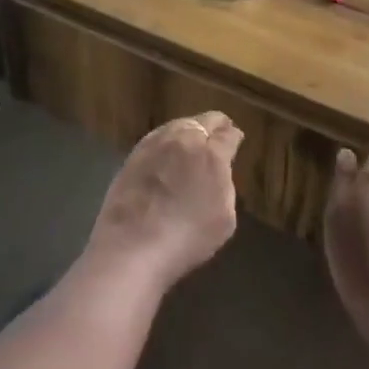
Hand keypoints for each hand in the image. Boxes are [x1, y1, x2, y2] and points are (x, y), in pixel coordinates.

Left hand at [86, 112, 242, 290]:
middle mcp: (184, 139)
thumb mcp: (225, 218)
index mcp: (211, 154)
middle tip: (219, 134)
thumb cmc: (187, 238)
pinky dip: (168, 139)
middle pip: (204, 121)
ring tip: (193, 140)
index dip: (234, 136)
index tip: (236, 139)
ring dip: (190, 129)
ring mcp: (155, 144)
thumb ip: (225, 185)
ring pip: (178, 124)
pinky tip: (167, 150)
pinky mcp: (133, 154)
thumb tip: (220, 170)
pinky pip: (157, 137)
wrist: (132, 248)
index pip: (228, 134)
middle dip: (215, 126)